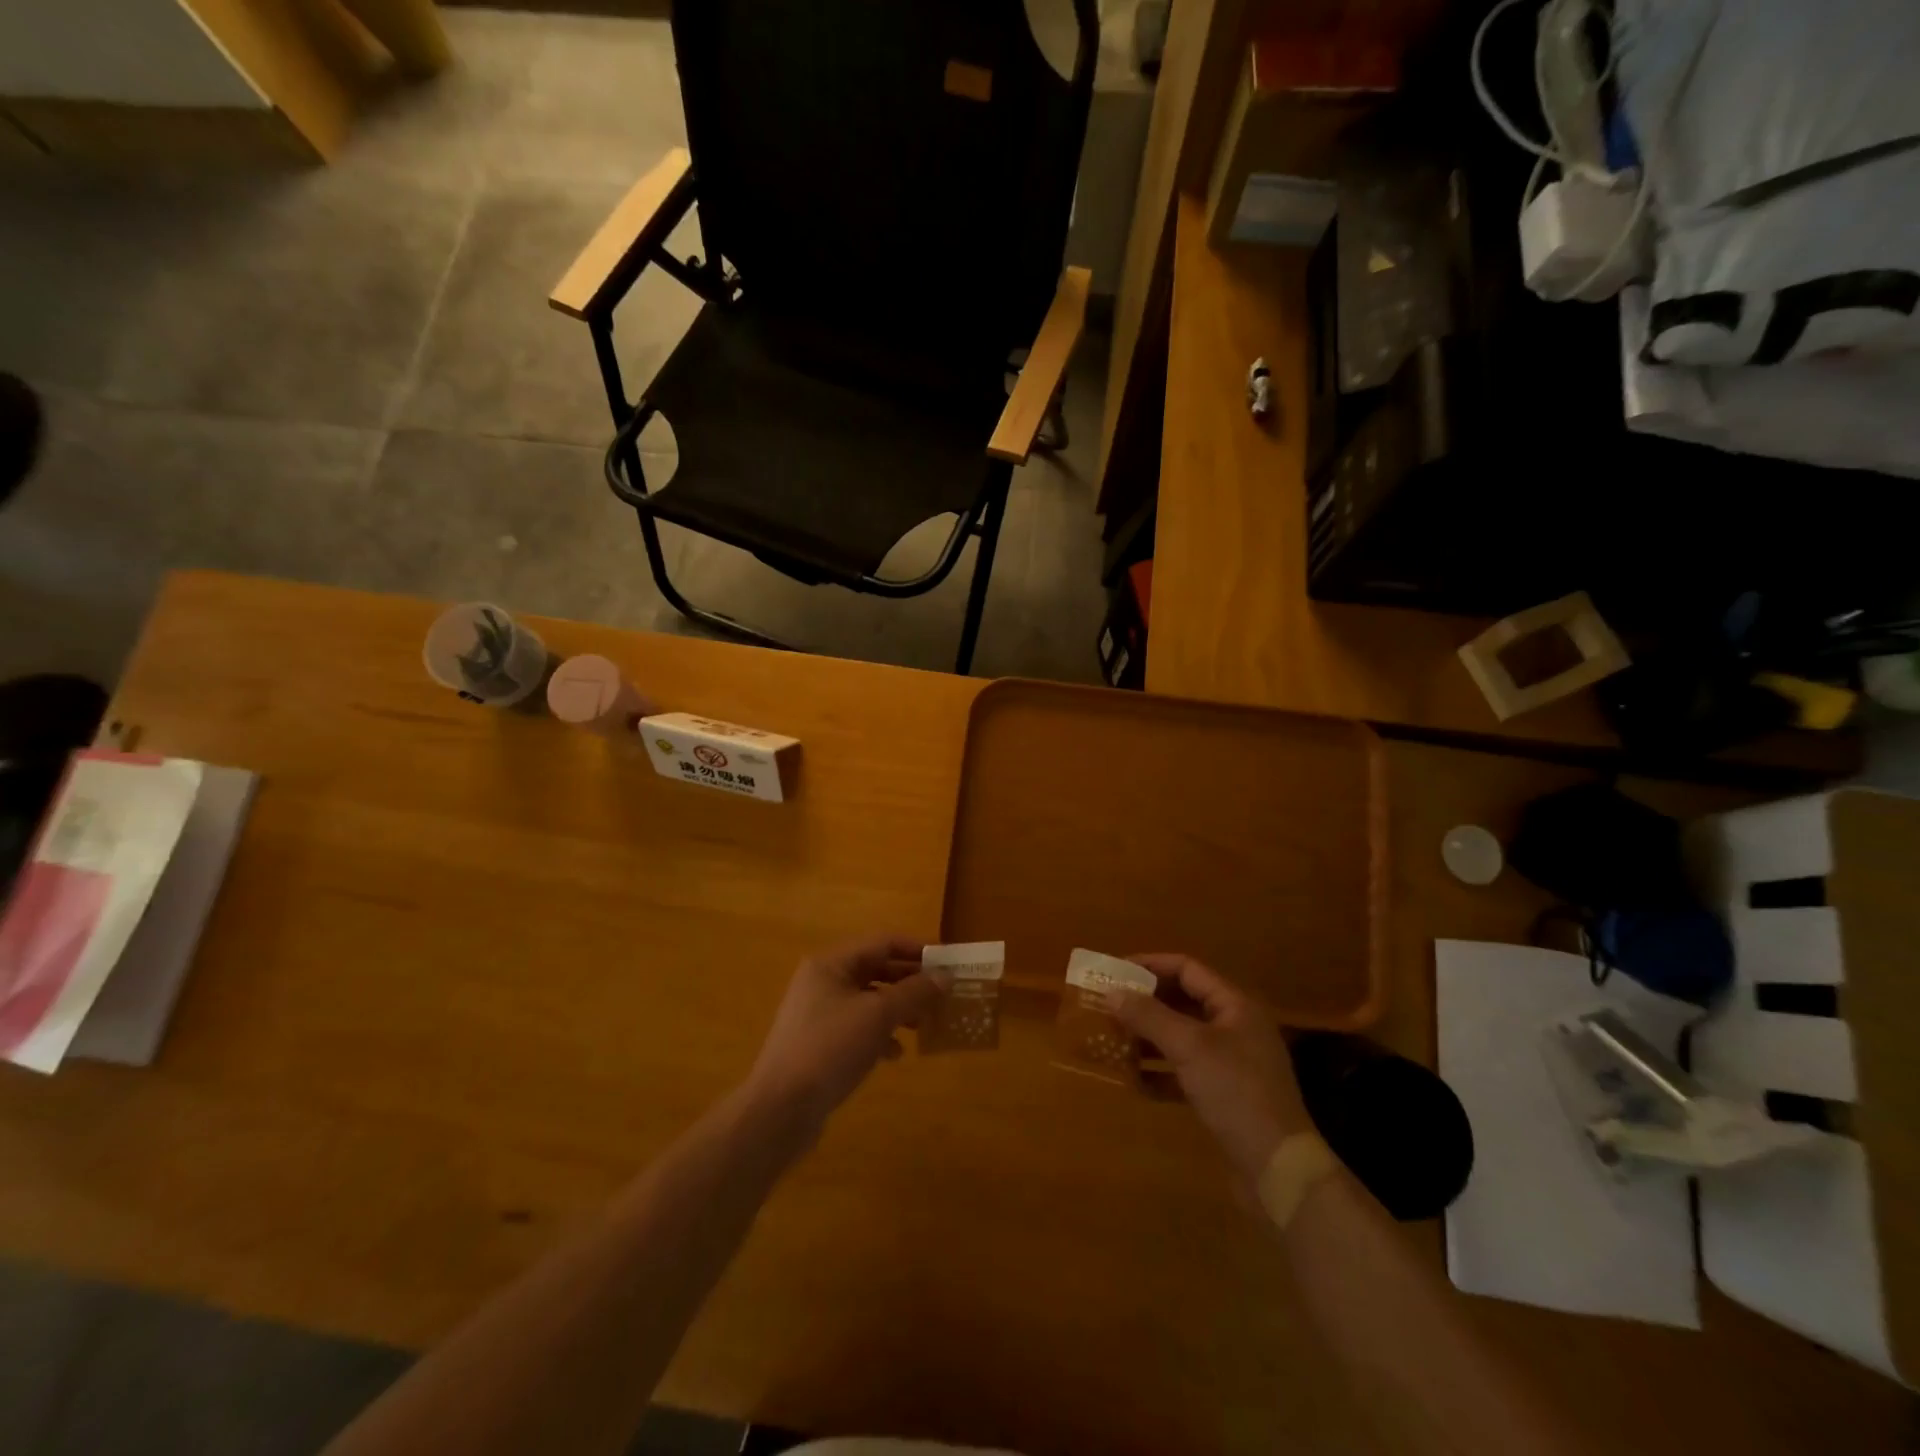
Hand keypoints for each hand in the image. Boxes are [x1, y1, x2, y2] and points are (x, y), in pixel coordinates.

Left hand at [746, 935, 945, 1132]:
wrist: (781, 1109)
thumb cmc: (831, 1048)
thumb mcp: (879, 1015)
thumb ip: (914, 992)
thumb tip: (946, 976)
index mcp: (831, 963)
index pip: (882, 942)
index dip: (917, 949)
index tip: (947, 963)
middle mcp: (822, 981)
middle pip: (875, 970)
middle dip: (910, 982)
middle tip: (942, 996)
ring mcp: (817, 1014)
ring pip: (868, 1001)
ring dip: (898, 1009)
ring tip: (924, 1025)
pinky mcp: (818, 1044)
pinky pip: (857, 1028)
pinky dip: (879, 1034)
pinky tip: (894, 1054)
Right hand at [1104, 954, 1312, 1183]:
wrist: (1279, 1169)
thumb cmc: (1236, 1092)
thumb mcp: (1189, 1047)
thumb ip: (1149, 1016)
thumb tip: (1111, 992)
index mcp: (1234, 1005)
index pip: (1187, 969)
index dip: (1150, 965)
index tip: (1114, 971)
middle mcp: (1234, 1028)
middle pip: (1183, 1002)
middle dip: (1145, 1003)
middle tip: (1108, 1005)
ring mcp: (1231, 1063)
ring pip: (1181, 1038)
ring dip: (1148, 1038)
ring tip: (1113, 1040)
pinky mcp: (1224, 1096)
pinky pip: (1184, 1072)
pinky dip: (1160, 1073)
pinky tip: (1134, 1082)